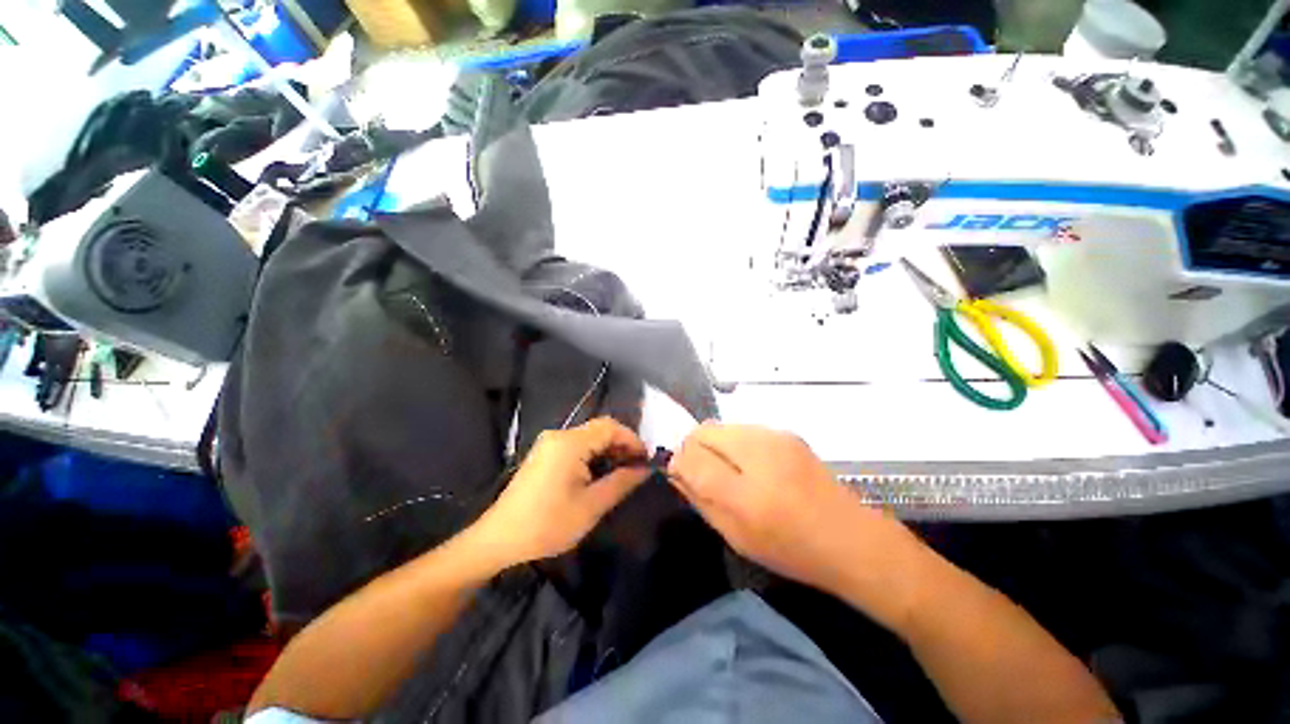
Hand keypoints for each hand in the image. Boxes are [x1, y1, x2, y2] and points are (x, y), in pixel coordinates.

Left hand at [472, 418, 650, 567]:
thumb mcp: (591, 506)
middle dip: (621, 445)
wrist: (499, 539)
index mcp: (570, 443)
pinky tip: (599, 473)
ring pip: (588, 437)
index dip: (632, 439)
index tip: (646, 459)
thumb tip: (645, 469)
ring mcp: (549, 443)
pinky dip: (593, 454)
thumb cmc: (547, 524)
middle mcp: (559, 435)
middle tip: (637, 467)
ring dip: (608, 450)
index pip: (610, 427)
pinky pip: (576, 445)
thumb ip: (622, 482)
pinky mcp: (544, 453)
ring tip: (622, 472)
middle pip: (599, 429)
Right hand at [668, 423, 912, 594]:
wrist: (851, 537)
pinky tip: (750, 465)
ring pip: (721, 426)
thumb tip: (677, 471)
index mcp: (746, 494)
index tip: (680, 474)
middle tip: (702, 472)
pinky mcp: (786, 432)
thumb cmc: (792, 550)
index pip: (692, 458)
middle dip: (693, 448)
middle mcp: (759, 454)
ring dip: (714, 444)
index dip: (679, 463)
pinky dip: (734, 442)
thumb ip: (701, 500)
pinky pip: (742, 429)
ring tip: (728, 470)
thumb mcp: (737, 536)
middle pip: (703, 431)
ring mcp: (775, 437)